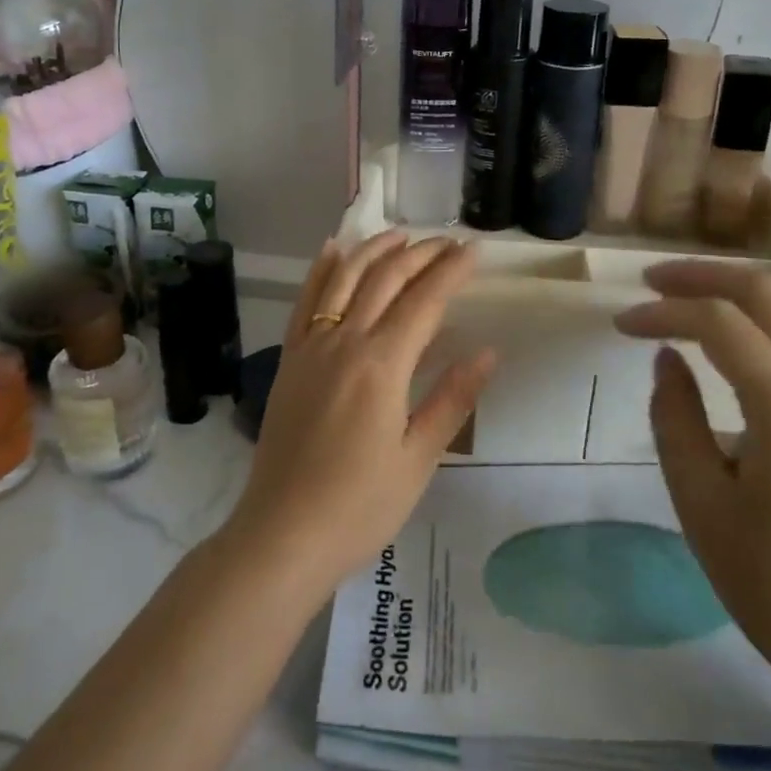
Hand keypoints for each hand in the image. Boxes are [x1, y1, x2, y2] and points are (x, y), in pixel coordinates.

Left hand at [222, 231, 496, 595]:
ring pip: (343, 279)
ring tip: (399, 236)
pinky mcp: (290, 359)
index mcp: (382, 364)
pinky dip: (321, 270)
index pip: (424, 301)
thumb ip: (452, 399)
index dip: (451, 271)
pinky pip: (305, 301)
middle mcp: (344, 341)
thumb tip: (487, 352)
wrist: (282, 533)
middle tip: (447, 243)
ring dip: (372, 251)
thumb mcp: (418, 459)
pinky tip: (332, 250)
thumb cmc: (359, 505)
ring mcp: (311, 347)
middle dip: (419, 255)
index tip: (473, 250)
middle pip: (385, 280)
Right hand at [615, 262, 770, 705]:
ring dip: (734, 293)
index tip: (620, 324)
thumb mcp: (700, 502)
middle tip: (651, 281)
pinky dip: (759, 322)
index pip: (718, 322)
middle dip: (704, 275)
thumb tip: (669, 359)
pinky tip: (727, 343)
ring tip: (682, 299)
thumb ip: (674, 418)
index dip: (662, 311)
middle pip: (767, 292)